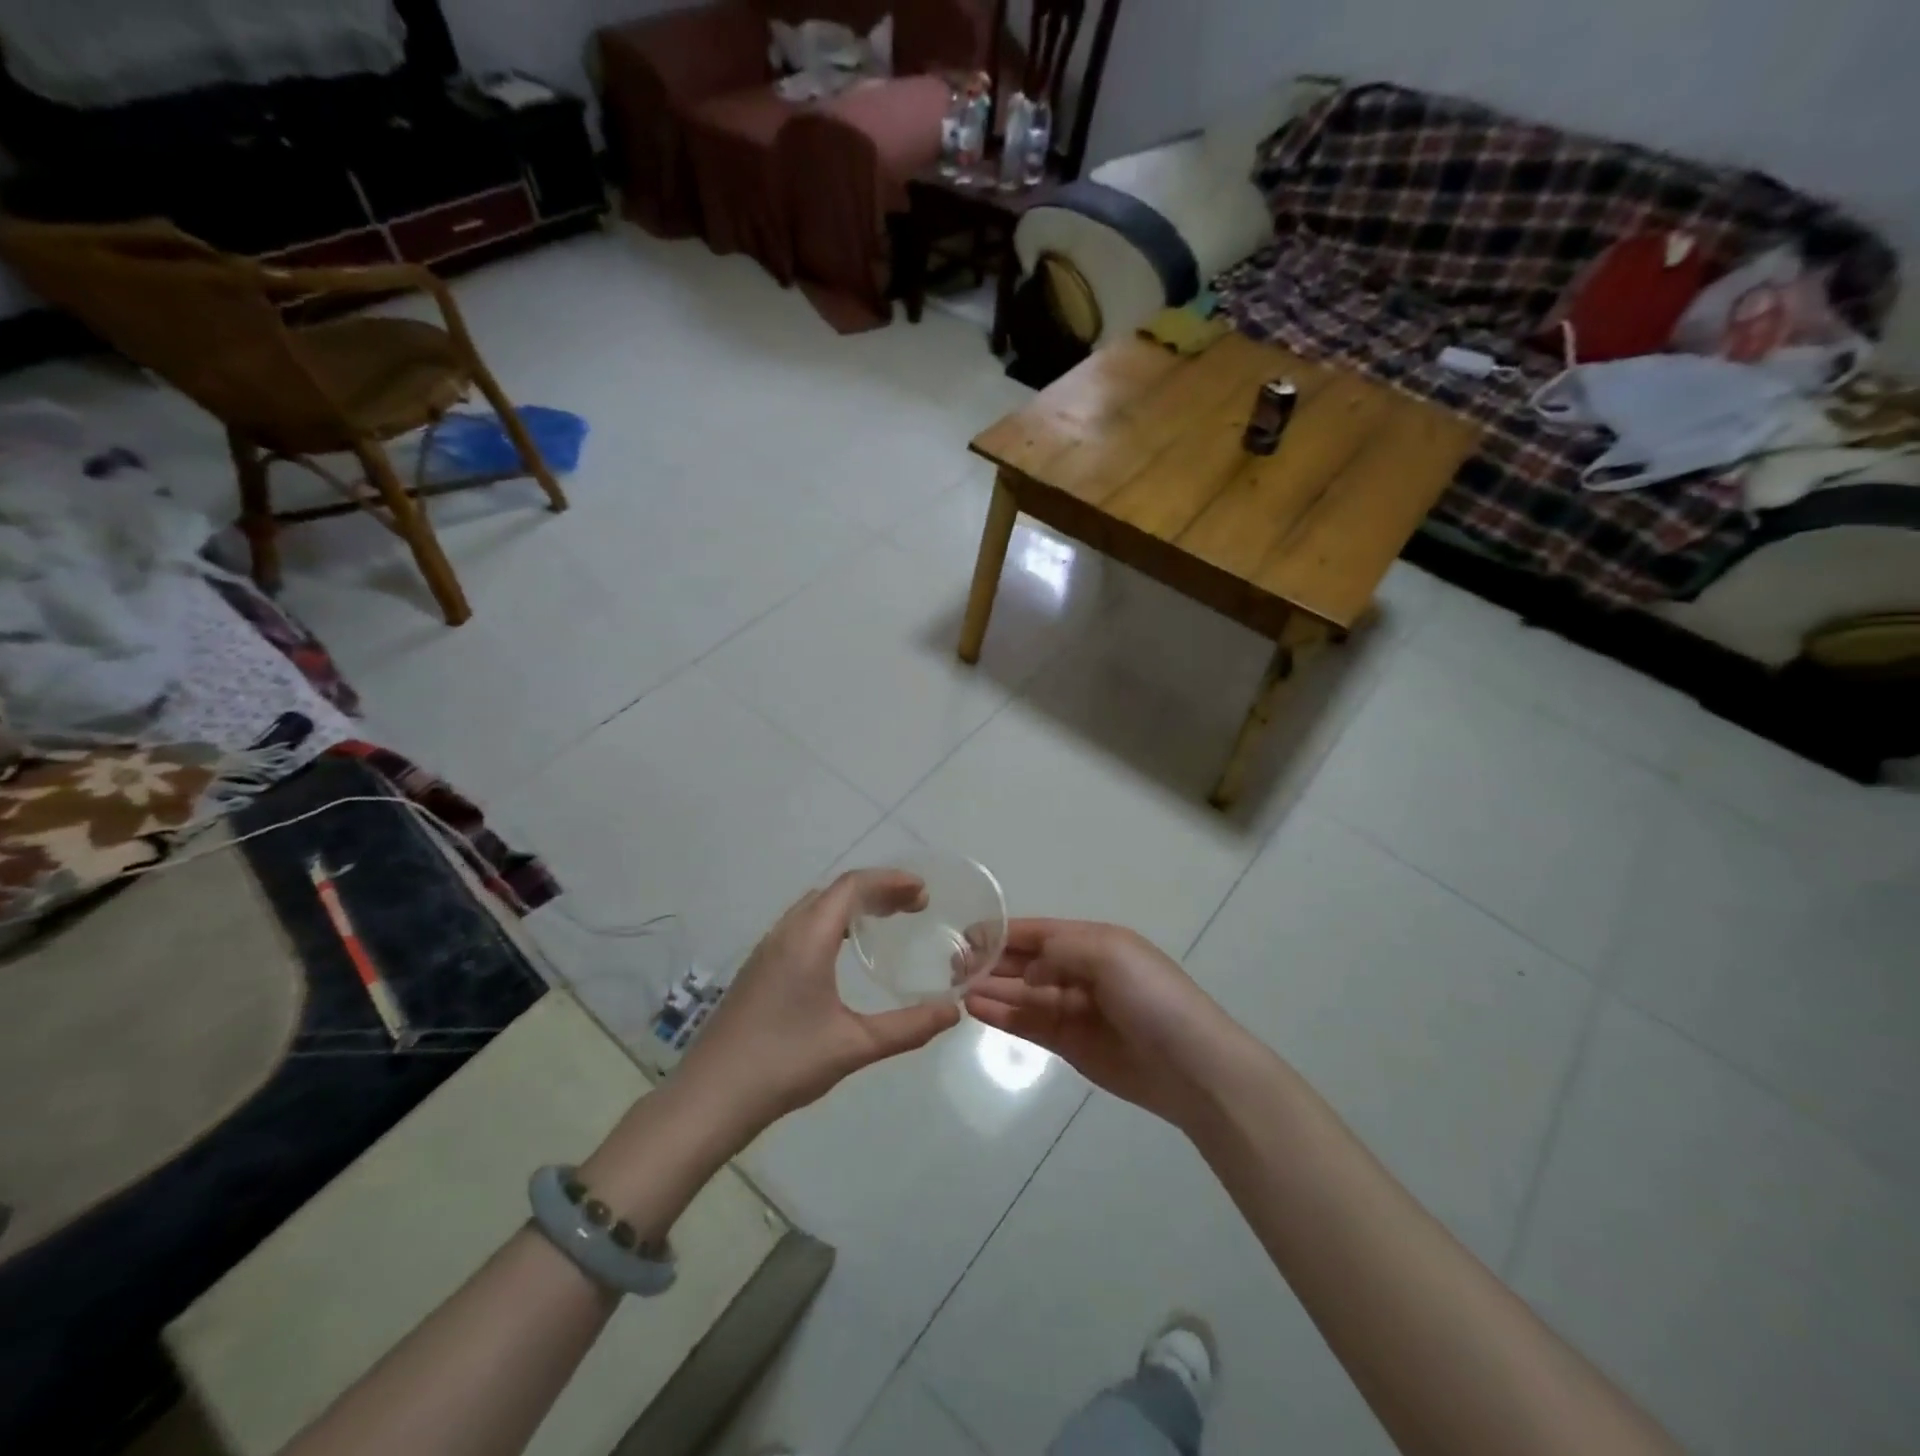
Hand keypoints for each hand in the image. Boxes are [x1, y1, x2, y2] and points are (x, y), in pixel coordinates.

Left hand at [673, 872, 961, 1136]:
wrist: (709, 1098)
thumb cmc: (784, 1065)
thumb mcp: (853, 1046)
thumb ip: (907, 1028)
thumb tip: (952, 1011)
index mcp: (807, 939)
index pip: (852, 886)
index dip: (890, 880)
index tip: (923, 892)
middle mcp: (785, 933)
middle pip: (835, 891)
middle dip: (877, 890)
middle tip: (913, 907)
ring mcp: (766, 951)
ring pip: (815, 907)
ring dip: (852, 905)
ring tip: (885, 922)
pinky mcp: (757, 970)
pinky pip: (801, 926)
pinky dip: (832, 922)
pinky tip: (842, 953)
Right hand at [965, 919, 1246, 1132]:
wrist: (1192, 1067)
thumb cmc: (1153, 998)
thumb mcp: (1110, 954)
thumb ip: (1060, 952)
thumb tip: (1027, 971)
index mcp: (1094, 943)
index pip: (1039, 931)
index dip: (1004, 932)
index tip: (966, 934)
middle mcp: (1081, 971)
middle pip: (1027, 962)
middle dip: (992, 960)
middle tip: (952, 964)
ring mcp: (1075, 1010)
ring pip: (1023, 994)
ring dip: (991, 989)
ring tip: (956, 987)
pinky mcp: (1071, 1045)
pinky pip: (1029, 1024)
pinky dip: (1003, 1016)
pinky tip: (976, 1009)